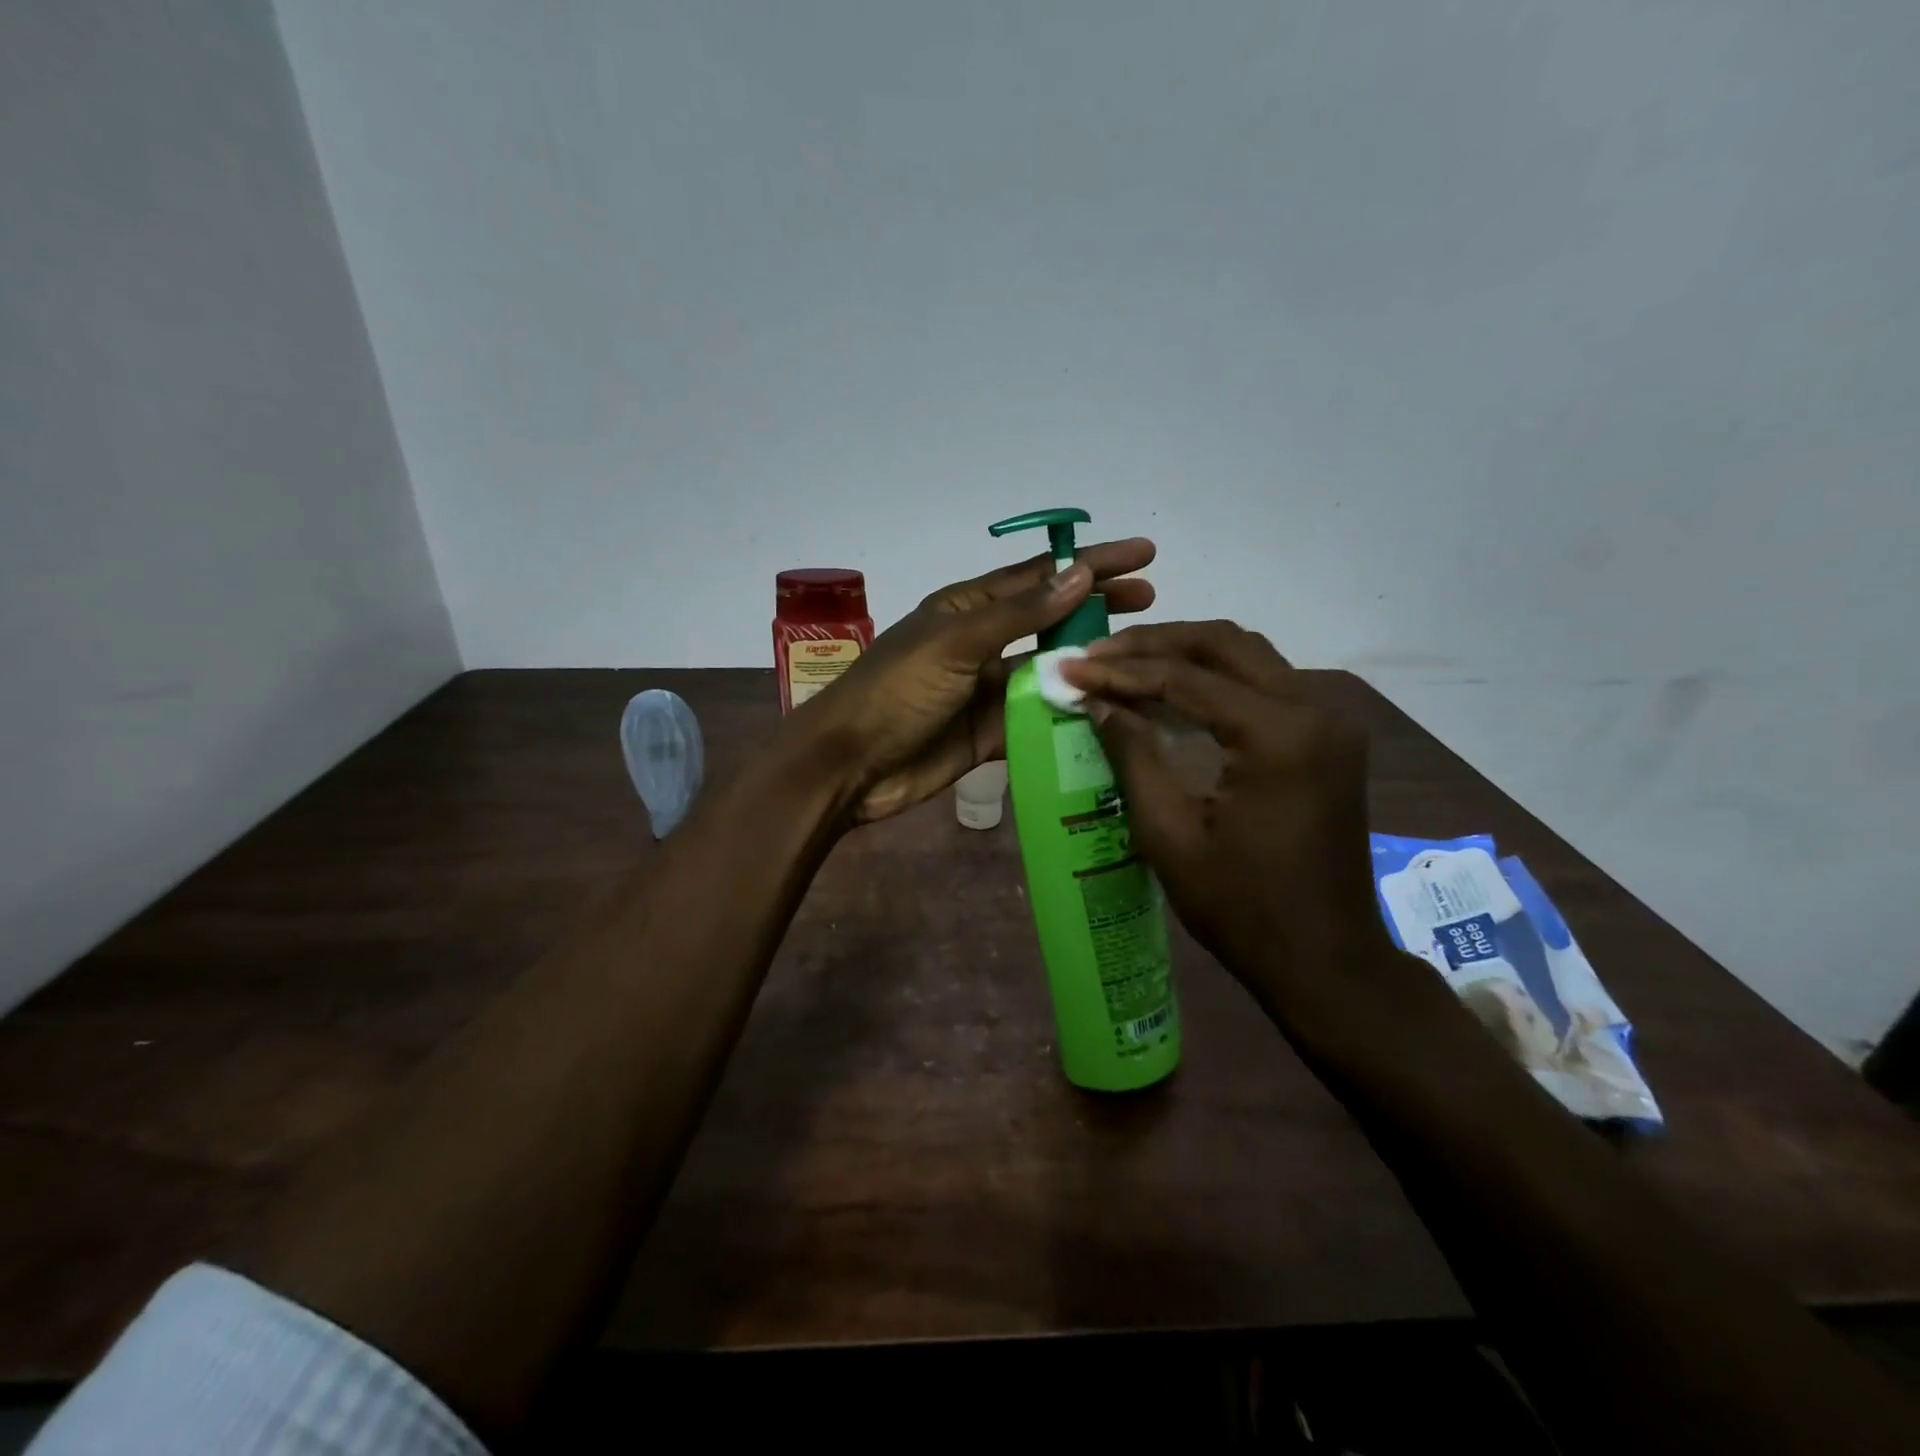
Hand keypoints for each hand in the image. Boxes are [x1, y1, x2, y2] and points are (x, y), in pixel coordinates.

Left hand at [797, 539, 1155, 822]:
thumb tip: (1079, 574)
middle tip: (1152, 602)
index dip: (1091, 564)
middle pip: (1052, 620)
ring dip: (1090, 664)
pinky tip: (1109, 713)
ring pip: (1051, 671)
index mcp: (969, 608)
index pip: (1040, 577)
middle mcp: (983, 644)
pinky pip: (1040, 719)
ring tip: (1141, 659)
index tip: (1143, 557)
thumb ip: (1019, 613)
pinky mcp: (992, 734)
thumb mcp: (956, 642)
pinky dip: (1070, 715)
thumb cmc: (896, 690)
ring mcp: (989, 690)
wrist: (851, 765)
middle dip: (1099, 608)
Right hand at [1059, 621, 1396, 1000]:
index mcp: (1279, 735)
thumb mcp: (1170, 833)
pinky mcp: (1328, 739)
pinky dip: (1215, 678)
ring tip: (1126, 664)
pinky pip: (1265, 684)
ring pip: (1248, 656)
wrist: (1326, 961)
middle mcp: (1315, 710)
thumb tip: (1095, 701)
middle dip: (1154, 644)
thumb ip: (1133, 755)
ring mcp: (1329, 721)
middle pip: (1224, 644)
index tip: (1069, 668)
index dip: (1120, 671)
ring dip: (1185, 653)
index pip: (1186, 679)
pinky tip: (1173, 692)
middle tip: (1097, 655)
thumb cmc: (1242, 908)